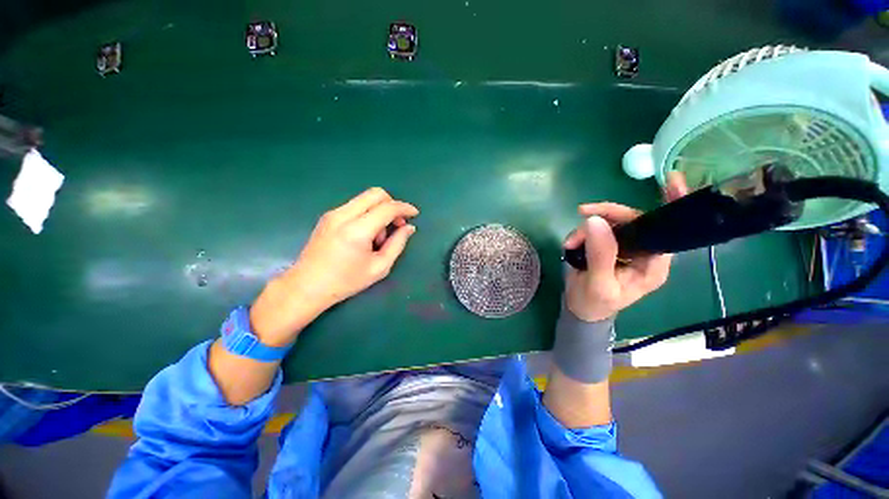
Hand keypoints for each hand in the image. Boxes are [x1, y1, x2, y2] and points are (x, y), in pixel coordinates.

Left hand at [250, 187, 418, 344]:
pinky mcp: (328, 216)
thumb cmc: (346, 281)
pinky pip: (355, 205)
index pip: (387, 207)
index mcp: (357, 230)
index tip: (415, 214)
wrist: (307, 286)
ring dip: (379, 210)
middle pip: (376, 193)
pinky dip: (367, 213)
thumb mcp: (379, 267)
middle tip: (397, 223)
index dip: (404, 208)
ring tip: (378, 236)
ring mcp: (333, 213)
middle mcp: (343, 215)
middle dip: (392, 204)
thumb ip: (397, 244)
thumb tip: (409, 228)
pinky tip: (366, 234)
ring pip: (365, 198)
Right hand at [563, 172, 687, 321]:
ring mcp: (625, 246)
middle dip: (607, 214)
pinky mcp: (608, 243)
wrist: (580, 309)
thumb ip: (600, 255)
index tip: (671, 181)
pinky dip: (582, 231)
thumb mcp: (598, 284)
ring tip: (571, 242)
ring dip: (588, 226)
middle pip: (634, 220)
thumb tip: (596, 221)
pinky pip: (598, 227)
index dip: (670, 205)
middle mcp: (644, 251)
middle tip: (582, 212)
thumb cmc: (594, 303)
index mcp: (653, 264)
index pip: (667, 231)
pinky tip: (571, 243)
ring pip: (612, 221)